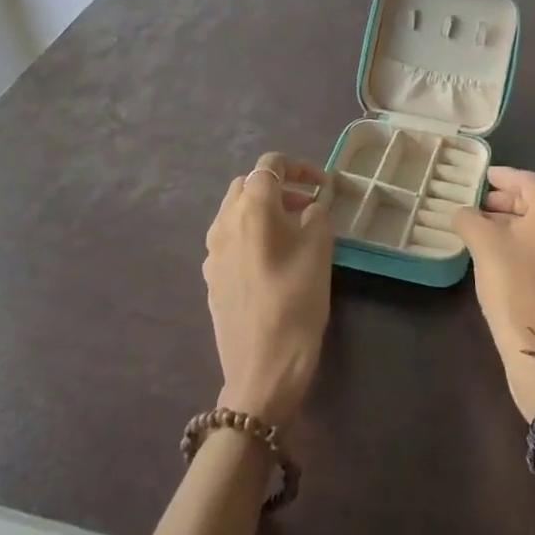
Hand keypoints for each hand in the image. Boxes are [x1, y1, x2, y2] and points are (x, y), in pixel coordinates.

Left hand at [203, 153, 334, 428]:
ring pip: (236, 211)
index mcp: (251, 207)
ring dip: (264, 210)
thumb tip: (311, 205)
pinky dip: (252, 234)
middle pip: (248, 185)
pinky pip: (231, 239)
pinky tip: (274, 260)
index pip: (270, 165)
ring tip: (294, 231)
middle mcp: (224, 222)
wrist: (263, 369)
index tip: (323, 185)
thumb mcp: (319, 249)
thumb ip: (316, 214)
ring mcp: (212, 251)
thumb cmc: (297, 301)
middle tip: (309, 205)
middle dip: (279, 186)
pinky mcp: (211, 277)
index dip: (300, 167)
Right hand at [454, 167, 534, 420]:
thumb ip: (469, 219)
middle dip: (507, 200)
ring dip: (515, 222)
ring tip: (483, 229)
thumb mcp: (483, 245)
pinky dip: (526, 241)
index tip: (480, 176)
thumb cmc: (514, 285)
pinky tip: (501, 252)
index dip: (501, 176)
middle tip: (478, 204)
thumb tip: (462, 213)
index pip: (526, 180)